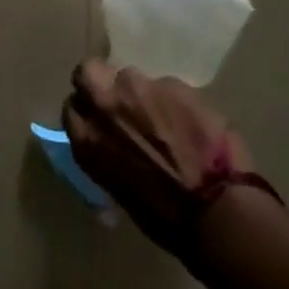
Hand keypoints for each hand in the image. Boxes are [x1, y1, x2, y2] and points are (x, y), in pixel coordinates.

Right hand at [63, 59, 263, 252]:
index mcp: (87, 139)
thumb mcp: (116, 186)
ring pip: (132, 77)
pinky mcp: (173, 84)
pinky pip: (167, 86)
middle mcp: (106, 106)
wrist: (216, 211)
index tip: (100, 118)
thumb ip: (105, 150)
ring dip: (142, 93)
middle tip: (120, 99)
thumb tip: (111, 142)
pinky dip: (175, 101)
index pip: (72, 107)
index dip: (87, 109)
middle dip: (100, 80)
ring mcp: (140, 89)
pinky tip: (191, 122)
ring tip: (164, 116)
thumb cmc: (164, 216)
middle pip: (88, 72)